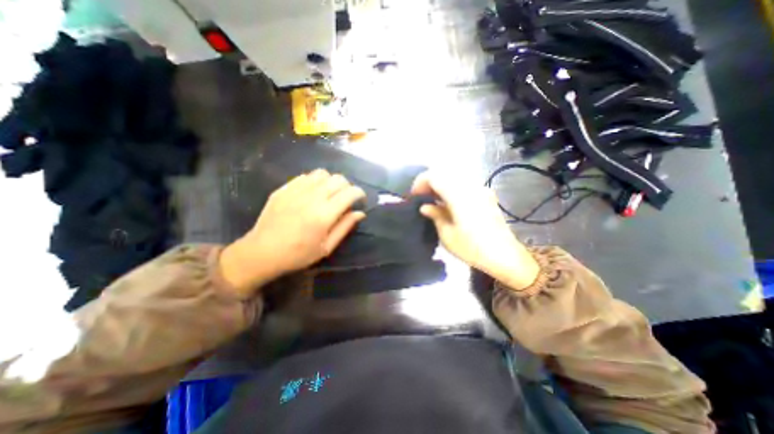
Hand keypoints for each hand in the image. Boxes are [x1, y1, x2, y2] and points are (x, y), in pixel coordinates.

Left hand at [216, 167, 363, 295]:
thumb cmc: (298, 254)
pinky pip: (306, 176)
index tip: (360, 200)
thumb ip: (345, 227)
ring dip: (332, 181)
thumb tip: (360, 213)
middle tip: (346, 198)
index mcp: (324, 214)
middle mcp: (312, 197)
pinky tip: (313, 193)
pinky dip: (315, 181)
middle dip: (348, 186)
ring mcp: (296, 191)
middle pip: (338, 179)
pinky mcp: (284, 189)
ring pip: (323, 174)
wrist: (261, 252)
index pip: (350, 193)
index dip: (359, 193)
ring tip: (330, 193)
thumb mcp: (326, 247)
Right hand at [411, 171, 538, 288]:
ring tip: (433, 200)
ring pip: (455, 177)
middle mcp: (470, 187)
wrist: (505, 256)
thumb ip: (435, 215)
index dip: (421, 183)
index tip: (414, 196)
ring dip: (441, 184)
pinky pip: (464, 184)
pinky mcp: (486, 195)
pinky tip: (449, 202)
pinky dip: (452, 188)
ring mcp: (480, 189)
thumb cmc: (472, 248)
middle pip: (445, 173)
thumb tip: (425, 206)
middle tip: (422, 198)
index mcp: (459, 196)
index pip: (435, 176)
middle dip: (429, 182)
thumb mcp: (447, 235)